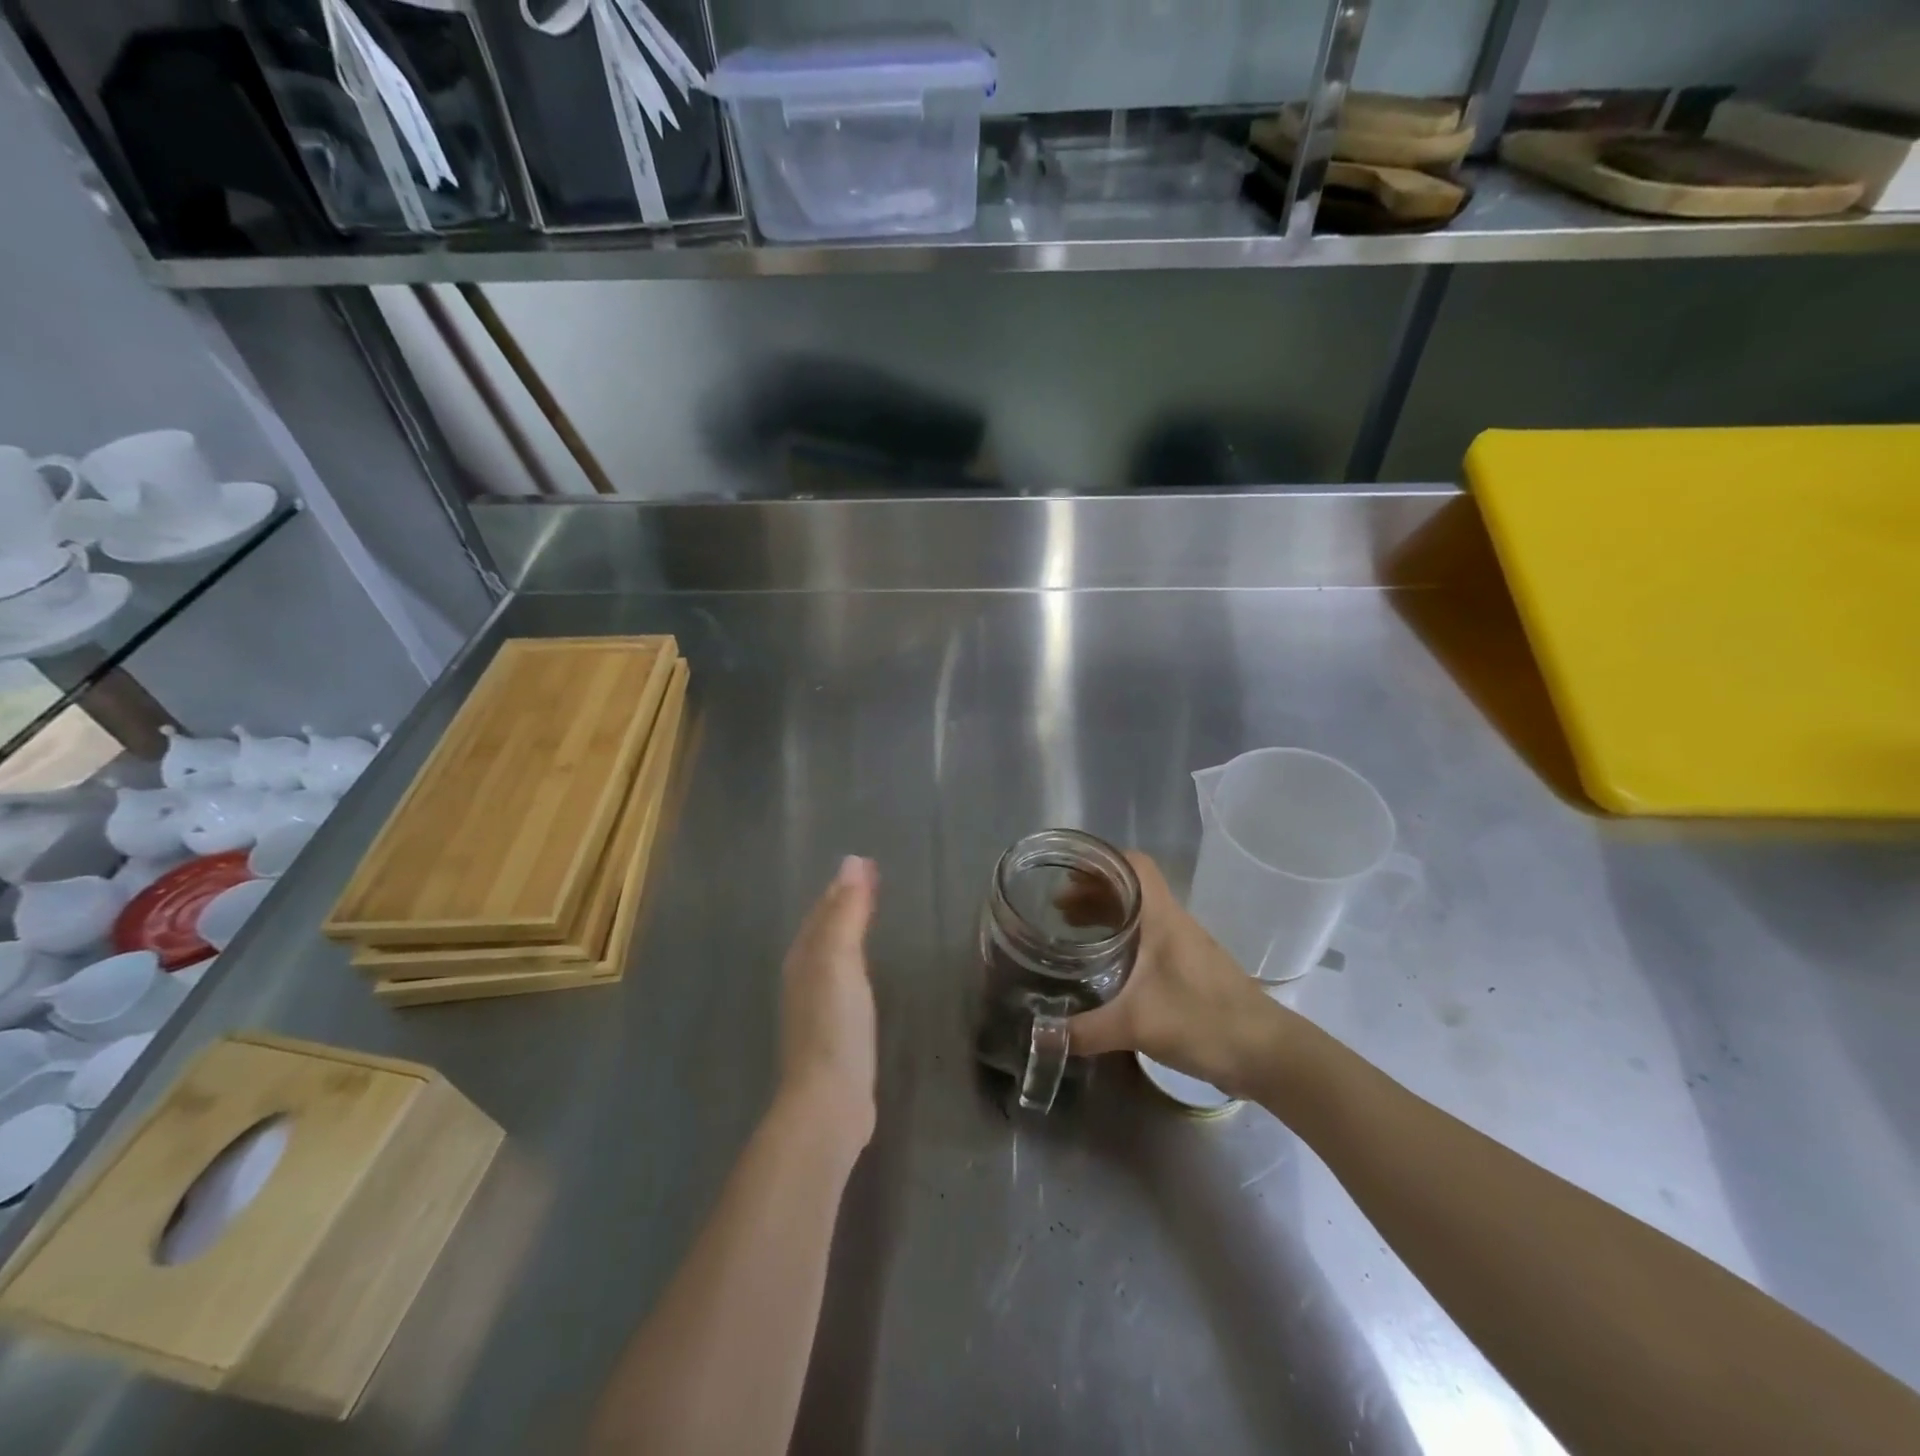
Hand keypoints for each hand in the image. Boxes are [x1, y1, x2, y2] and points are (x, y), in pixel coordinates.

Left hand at [779, 855, 878, 1142]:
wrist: (829, 1100)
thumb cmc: (835, 1025)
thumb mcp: (840, 960)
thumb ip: (846, 913)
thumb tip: (852, 861)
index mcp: (803, 956)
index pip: (823, 909)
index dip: (844, 885)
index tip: (868, 863)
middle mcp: (803, 976)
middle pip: (823, 929)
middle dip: (843, 903)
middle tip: (872, 881)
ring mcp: (815, 1005)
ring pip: (832, 954)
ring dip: (848, 931)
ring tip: (870, 916)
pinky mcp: (832, 1030)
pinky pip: (843, 979)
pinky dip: (855, 961)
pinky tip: (866, 972)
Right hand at [1068, 851, 1278, 1094]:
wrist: (1268, 1054)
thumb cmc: (1204, 1021)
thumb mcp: (1136, 1025)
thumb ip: (1084, 1030)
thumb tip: (1037, 1035)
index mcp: (1162, 917)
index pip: (1133, 864)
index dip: (1099, 861)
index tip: (1066, 872)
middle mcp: (1172, 922)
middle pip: (1129, 888)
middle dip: (1092, 891)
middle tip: (1055, 907)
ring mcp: (1183, 946)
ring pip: (1138, 914)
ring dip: (1105, 915)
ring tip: (1069, 930)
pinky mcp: (1188, 970)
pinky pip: (1146, 939)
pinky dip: (1120, 939)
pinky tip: (1104, 966)